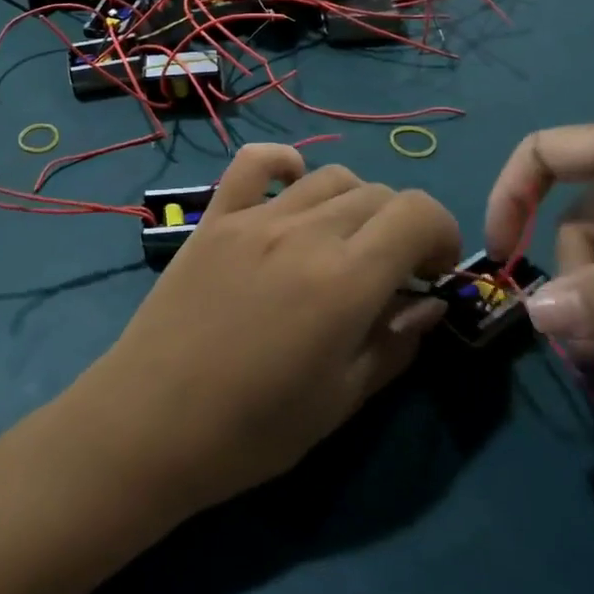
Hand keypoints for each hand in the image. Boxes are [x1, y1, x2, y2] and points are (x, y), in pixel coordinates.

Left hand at [75, 145, 460, 515]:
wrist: (150, 422)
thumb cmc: (252, 430)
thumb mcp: (341, 401)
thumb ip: (394, 343)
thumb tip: (427, 304)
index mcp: (345, 280)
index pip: (417, 212)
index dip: (442, 233)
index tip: (433, 273)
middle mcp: (304, 233)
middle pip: (378, 193)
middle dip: (402, 226)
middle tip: (391, 272)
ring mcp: (255, 218)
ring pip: (329, 176)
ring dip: (354, 203)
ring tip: (343, 243)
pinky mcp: (216, 216)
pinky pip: (254, 163)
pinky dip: (284, 164)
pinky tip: (291, 188)